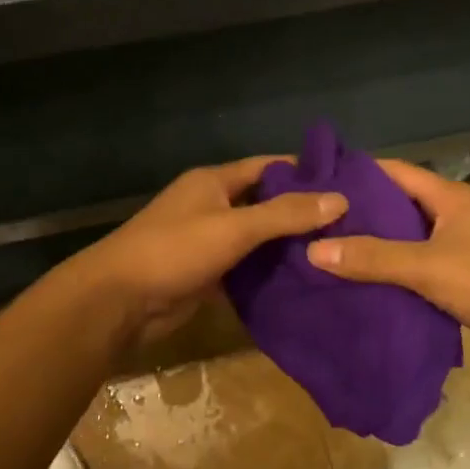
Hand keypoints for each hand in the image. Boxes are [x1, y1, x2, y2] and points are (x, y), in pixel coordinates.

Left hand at [70, 158, 346, 346]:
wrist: (119, 301)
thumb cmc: (174, 250)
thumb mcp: (234, 227)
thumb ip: (286, 214)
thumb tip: (340, 199)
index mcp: (214, 181)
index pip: (268, 167)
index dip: (304, 172)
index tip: (346, 183)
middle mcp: (212, 205)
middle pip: (265, 202)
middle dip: (302, 212)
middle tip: (350, 223)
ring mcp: (209, 240)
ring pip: (258, 238)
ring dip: (288, 245)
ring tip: (337, 251)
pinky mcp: (207, 273)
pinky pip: (247, 266)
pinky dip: (270, 271)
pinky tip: (304, 278)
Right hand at [304, 159, 469, 364]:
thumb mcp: (426, 267)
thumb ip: (372, 258)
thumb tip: (313, 250)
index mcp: (450, 197)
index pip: (395, 171)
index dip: (357, 173)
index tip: (317, 181)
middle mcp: (456, 214)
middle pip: (399, 205)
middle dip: (360, 213)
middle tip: (313, 221)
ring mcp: (461, 245)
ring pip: (408, 238)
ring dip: (376, 245)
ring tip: (328, 251)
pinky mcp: (463, 276)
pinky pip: (419, 265)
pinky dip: (394, 271)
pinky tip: (363, 282)